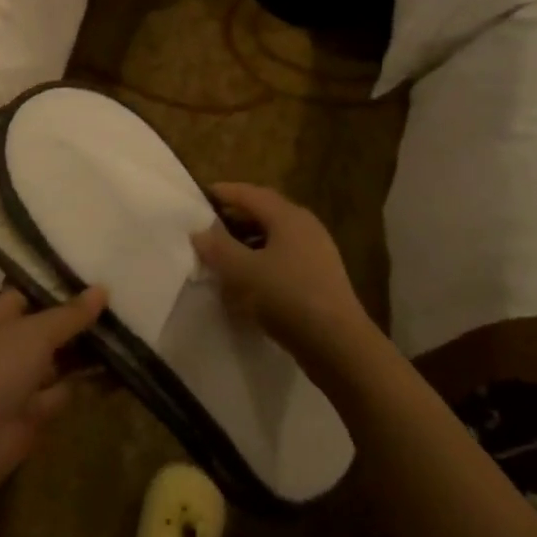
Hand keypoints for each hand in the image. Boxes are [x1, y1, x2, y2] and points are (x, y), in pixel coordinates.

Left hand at [0, 287, 104, 492]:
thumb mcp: (37, 332)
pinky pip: (64, 390)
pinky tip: (118, 371)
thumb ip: (71, 313)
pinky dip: (86, 384)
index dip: (56, 287)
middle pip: (47, 327)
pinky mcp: (33, 412)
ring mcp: (20, 380)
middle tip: (120, 304)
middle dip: (78, 319)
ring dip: (86, 352)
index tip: (92, 277)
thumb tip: (102, 288)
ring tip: (126, 333)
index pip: (27, 294)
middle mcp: (8, 346)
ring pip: (58, 360)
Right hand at [191, 183, 374, 377]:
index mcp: (288, 216)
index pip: (250, 194)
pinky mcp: (319, 277)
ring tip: (223, 255)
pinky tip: (247, 281)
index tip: (200, 195)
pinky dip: (261, 261)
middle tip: (208, 226)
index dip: (224, 192)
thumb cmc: (287, 297)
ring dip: (247, 241)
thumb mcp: (243, 272)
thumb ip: (218, 248)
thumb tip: (199, 232)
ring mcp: (316, 252)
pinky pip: (283, 258)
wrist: (337, 344)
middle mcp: (305, 227)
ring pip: (274, 237)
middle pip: (264, 212)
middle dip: (235, 217)